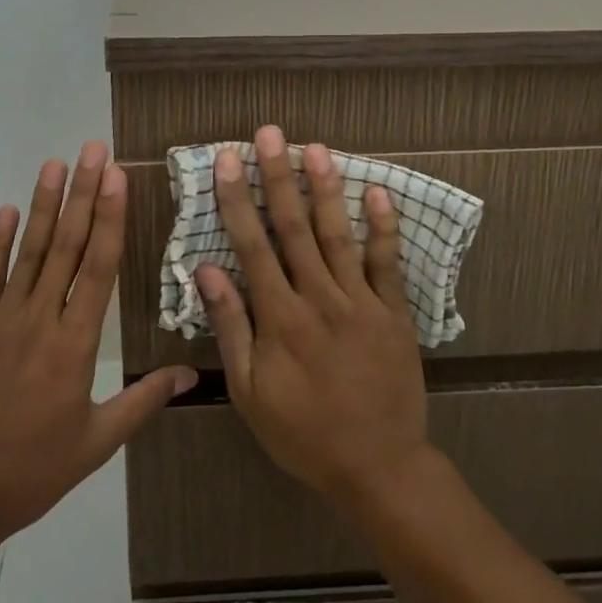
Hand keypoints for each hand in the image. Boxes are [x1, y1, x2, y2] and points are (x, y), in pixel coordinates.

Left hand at [0, 142, 196, 553]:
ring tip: (56, 164)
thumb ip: (142, 402)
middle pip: (67, 246)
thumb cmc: (32, 472)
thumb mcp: (96, 443)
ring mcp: (0, 320)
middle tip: (94, 150)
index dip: (111, 218)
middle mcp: (39, 320)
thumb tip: (190, 375)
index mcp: (74, 345)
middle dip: (84, 194)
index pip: (99, 268)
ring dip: (44, 205)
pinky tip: (7, 210)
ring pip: (29, 251)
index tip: (118, 178)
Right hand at [197, 126, 431, 508]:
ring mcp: (361, 302)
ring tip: (316, 148)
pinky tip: (378, 192)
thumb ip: (230, 327)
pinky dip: (383, 227)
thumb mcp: (250, 392)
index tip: (229, 160)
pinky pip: (387, 263)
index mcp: (280, 317)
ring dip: (326, 189)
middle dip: (279, 177)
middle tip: (271, 135)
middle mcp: (319, 298)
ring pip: (338, 235)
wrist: (378, 467)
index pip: (252, 245)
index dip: (237, 199)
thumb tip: (207, 269)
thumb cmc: (303, 433)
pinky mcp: (394, 313)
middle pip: (294, 227)